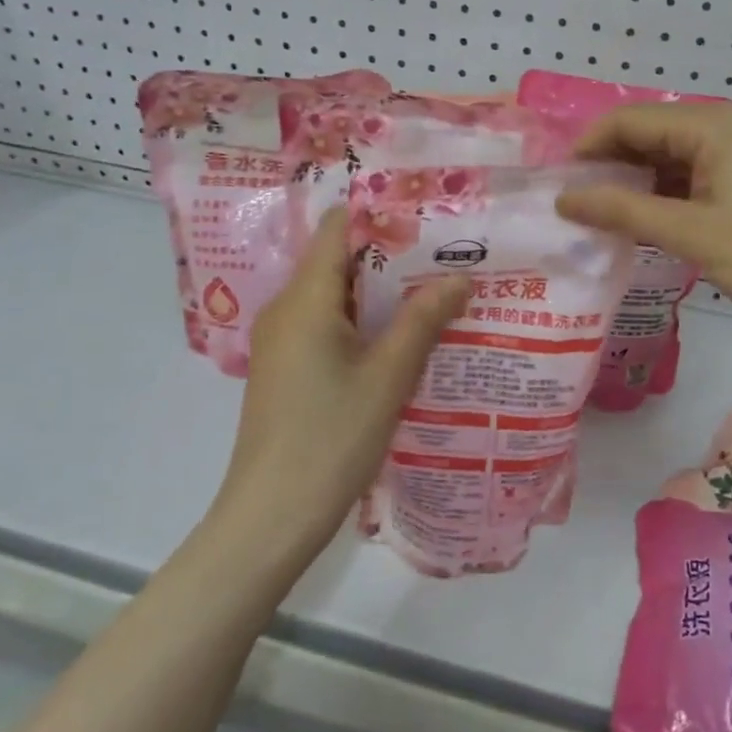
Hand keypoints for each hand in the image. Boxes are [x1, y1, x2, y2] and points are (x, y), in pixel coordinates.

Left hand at [222, 211, 469, 553]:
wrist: (271, 517)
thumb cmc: (331, 438)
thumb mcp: (388, 377)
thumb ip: (423, 320)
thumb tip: (459, 276)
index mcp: (305, 299)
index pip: (336, 228)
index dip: (379, 214)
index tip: (427, 216)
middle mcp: (286, 308)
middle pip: (338, 260)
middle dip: (391, 255)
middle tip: (446, 255)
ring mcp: (282, 340)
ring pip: (335, 295)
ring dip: (381, 292)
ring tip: (434, 290)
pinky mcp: (286, 368)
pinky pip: (327, 324)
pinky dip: (363, 321)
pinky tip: (402, 336)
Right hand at [555, 102, 731, 334]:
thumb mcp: (688, 232)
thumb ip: (621, 210)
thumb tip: (563, 198)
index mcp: (712, 125)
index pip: (631, 120)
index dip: (589, 147)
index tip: (558, 182)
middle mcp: (726, 126)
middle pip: (650, 133)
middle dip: (610, 164)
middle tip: (575, 202)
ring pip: (670, 156)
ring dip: (635, 182)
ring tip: (600, 215)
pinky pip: (692, 175)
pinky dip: (663, 195)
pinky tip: (642, 220)